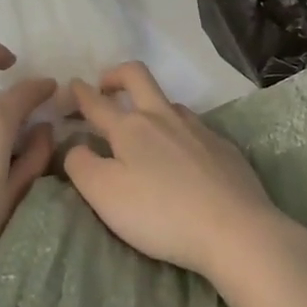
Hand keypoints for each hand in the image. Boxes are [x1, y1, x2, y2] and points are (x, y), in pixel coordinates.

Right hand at [64, 62, 282, 279]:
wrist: (236, 231)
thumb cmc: (161, 213)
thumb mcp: (104, 194)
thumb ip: (81, 165)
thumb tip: (76, 146)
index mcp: (131, 127)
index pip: (96, 101)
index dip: (79, 93)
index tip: (70, 87)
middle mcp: (164, 117)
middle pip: (137, 76)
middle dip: (116, 75)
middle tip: (104, 87)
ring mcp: (199, 129)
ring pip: (169, 103)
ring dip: (150, 106)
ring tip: (144, 130)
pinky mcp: (224, 148)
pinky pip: (195, 129)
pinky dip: (179, 134)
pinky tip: (183, 159)